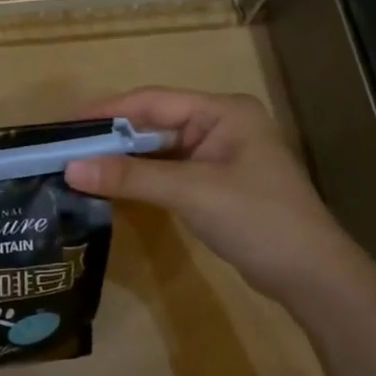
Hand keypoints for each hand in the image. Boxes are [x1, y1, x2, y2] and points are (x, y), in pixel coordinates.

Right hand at [63, 88, 355, 306]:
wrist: (311, 275)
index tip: (65, 125)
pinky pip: (170, 171)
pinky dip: (142, 178)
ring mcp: (221, 155)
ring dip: (125, 159)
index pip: (153, 100)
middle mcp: (221, 125)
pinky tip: (113, 186)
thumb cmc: (257, 219)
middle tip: (65, 149)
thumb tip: (70, 167)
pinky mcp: (217, 184)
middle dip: (112, 136)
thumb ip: (130, 176)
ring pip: (160, 149)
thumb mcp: (190, 192)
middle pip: (155, 123)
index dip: (107, 111)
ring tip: (79, 166)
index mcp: (223, 111)